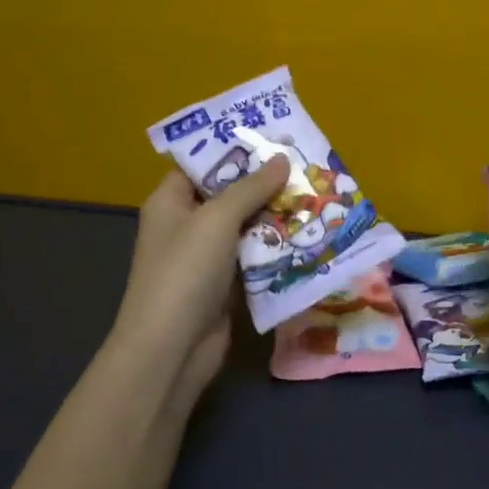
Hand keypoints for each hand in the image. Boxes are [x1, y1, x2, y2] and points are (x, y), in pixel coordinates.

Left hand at [108, 156, 287, 412]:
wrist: (171, 350)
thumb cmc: (185, 272)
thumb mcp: (217, 220)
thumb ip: (250, 187)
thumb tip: (281, 159)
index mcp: (171, 201)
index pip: (202, 164)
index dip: (235, 150)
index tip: (274, 138)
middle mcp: (187, 224)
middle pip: (230, 194)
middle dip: (266, 182)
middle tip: (307, 165)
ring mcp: (207, 257)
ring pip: (247, 226)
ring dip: (278, 215)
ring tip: (317, 195)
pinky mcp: (226, 284)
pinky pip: (255, 256)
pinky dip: (278, 248)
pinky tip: (310, 236)